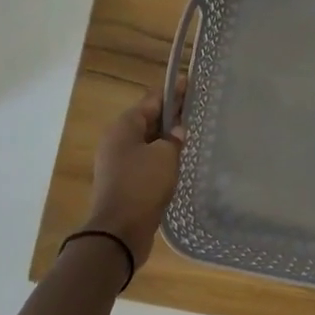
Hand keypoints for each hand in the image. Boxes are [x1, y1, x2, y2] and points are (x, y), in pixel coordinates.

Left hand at [81, 91, 184, 266]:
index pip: (152, 100)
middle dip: (171, 114)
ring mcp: (118, 162)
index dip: (173, 91)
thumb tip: (177, 131)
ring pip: (147, 141)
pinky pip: (146, 161)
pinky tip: (179, 161)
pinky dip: (161, 157)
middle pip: (148, 119)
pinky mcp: (124, 182)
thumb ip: (174, 139)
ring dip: (167, 137)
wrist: (119, 232)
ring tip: (192, 134)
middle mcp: (117, 140)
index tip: (191, 82)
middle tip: (196, 108)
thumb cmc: (142, 185)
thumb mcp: (165, 156)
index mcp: (124, 127)